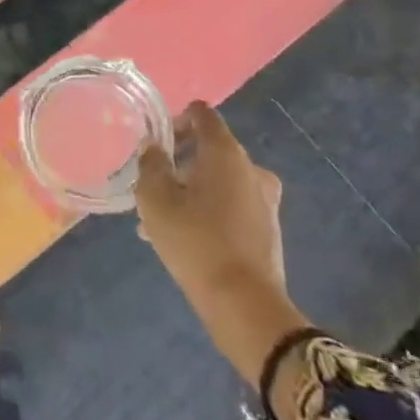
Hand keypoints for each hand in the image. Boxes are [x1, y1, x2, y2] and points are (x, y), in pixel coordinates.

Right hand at [135, 103, 311, 402]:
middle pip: (211, 149)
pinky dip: (210, 211)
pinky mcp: (268, 230)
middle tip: (154, 185)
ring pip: (220, 182)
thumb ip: (151, 164)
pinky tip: (185, 238)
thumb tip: (154, 148)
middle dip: (180, 162)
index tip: (157, 143)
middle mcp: (251, 168)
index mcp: (225, 152)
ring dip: (193, 190)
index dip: (177, 120)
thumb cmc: (194, 240)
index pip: (202, 114)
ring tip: (162, 218)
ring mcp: (265, 201)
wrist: (243, 305)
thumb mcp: (154, 198)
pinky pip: (232, 207)